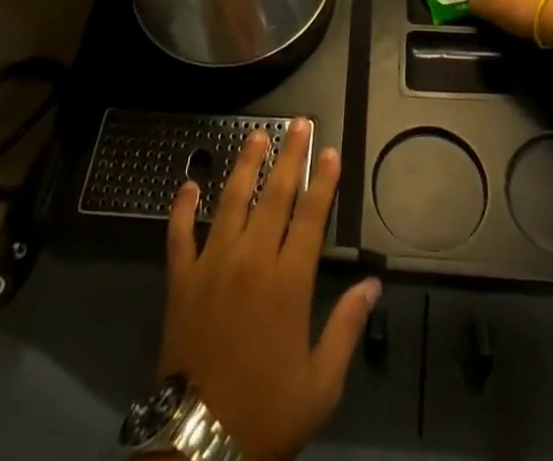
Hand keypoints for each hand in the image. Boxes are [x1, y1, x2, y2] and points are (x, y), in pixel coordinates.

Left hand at [159, 121, 380, 460]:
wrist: (199, 444)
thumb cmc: (267, 412)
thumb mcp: (321, 383)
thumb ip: (346, 327)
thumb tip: (372, 283)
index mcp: (288, 281)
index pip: (311, 215)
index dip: (324, 180)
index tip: (331, 150)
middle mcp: (251, 259)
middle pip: (275, 194)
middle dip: (290, 155)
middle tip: (299, 123)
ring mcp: (213, 264)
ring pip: (231, 200)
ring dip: (245, 164)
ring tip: (256, 135)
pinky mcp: (182, 279)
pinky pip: (180, 234)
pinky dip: (182, 207)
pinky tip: (188, 183)